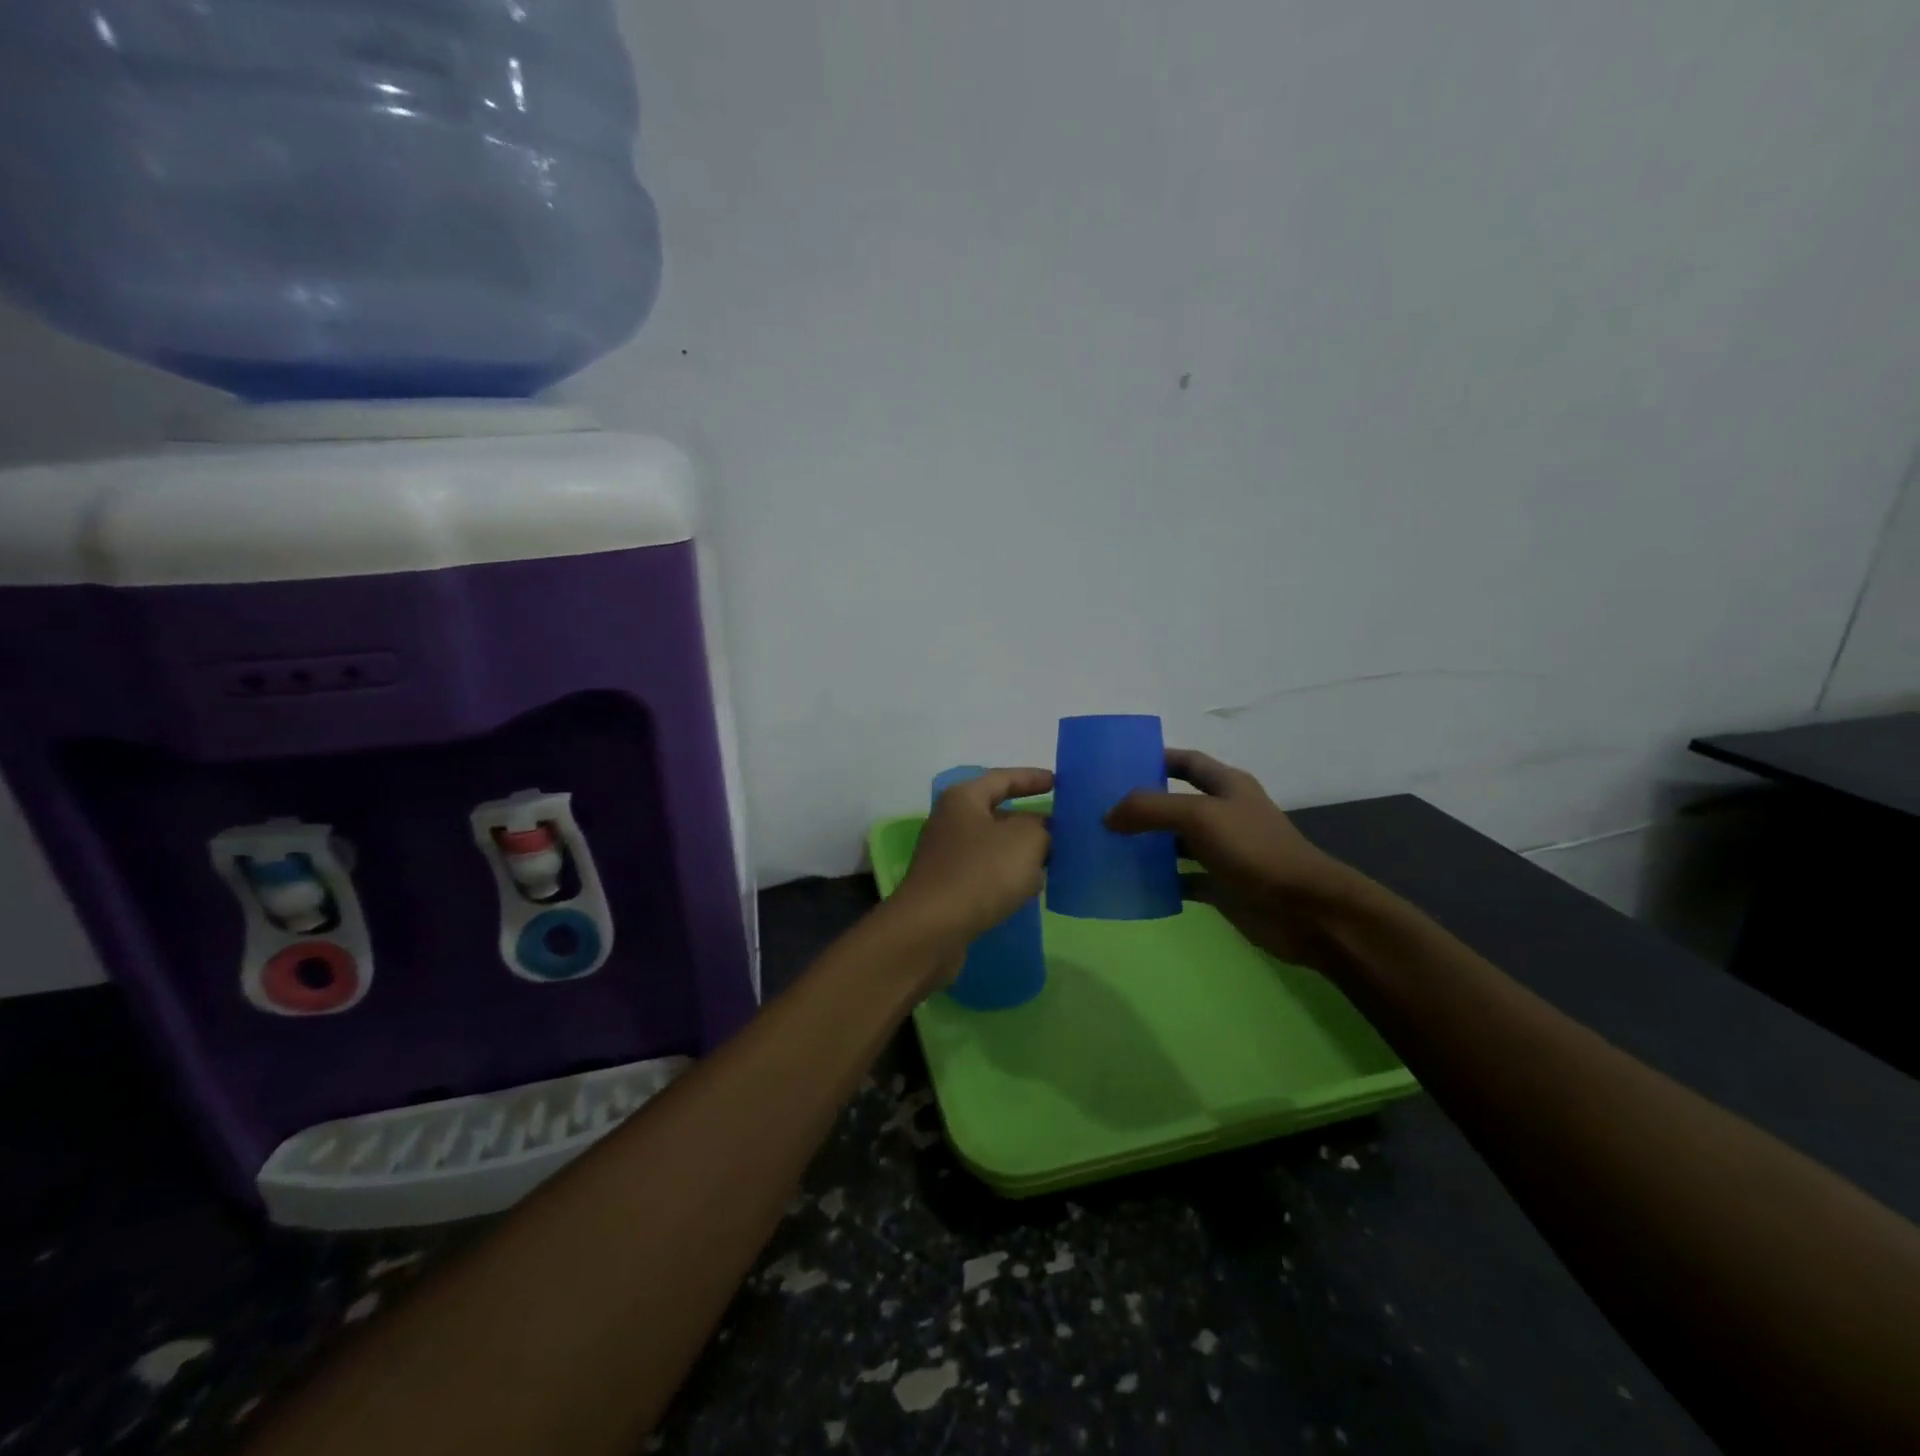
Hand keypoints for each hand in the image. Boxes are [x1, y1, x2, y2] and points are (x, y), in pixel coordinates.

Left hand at [888, 767, 1052, 972]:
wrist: (932, 929)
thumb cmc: (980, 873)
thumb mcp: (1026, 840)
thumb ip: (1042, 829)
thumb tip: (1042, 833)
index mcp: (964, 799)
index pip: (1003, 778)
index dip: (1032, 778)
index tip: (1059, 782)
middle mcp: (951, 822)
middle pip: (998, 814)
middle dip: (1031, 821)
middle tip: (1064, 829)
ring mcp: (947, 857)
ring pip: (994, 847)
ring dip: (1022, 853)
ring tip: (1055, 861)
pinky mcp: (948, 888)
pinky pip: (986, 873)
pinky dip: (1008, 877)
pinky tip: (1030, 890)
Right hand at [1105, 749, 1364, 975]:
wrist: (1305, 910)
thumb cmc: (1254, 850)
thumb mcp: (1199, 816)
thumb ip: (1150, 809)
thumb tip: (1108, 816)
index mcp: (1227, 786)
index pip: (1187, 762)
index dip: (1156, 758)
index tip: (1118, 765)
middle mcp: (1225, 814)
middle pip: (1177, 802)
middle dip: (1143, 805)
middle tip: (1101, 810)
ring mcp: (1224, 852)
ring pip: (1177, 843)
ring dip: (1148, 845)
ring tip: (1108, 846)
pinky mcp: (1222, 886)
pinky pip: (1184, 879)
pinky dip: (1161, 881)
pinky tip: (1133, 884)